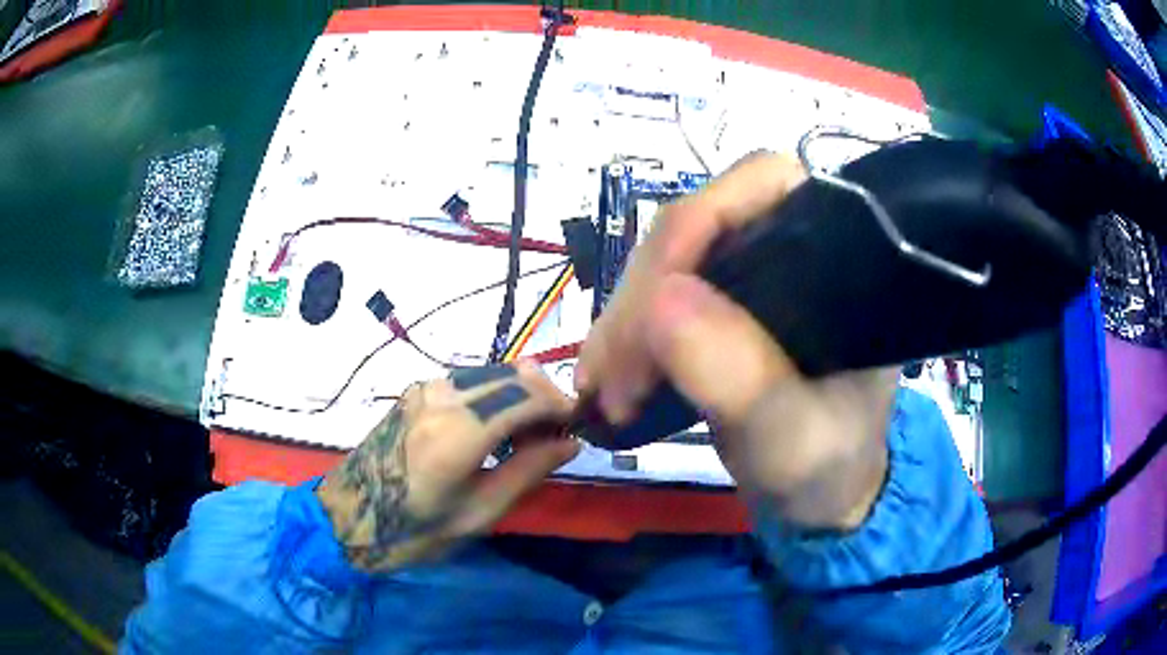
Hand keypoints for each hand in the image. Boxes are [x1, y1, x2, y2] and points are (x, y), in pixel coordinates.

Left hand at [316, 363, 578, 571]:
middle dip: (545, 397)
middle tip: (556, 434)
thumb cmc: (415, 529)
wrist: (351, 516)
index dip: (561, 405)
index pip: (527, 397)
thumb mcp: (478, 513)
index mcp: (458, 433)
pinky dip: (494, 393)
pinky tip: (496, 425)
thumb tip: (571, 443)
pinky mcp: (416, 391)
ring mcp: (425, 389)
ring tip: (528, 435)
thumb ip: (527, 471)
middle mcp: (442, 397)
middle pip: (513, 376)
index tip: (578, 425)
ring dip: (520, 394)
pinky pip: (469, 380)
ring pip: (492, 372)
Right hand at [577, 153, 897, 528]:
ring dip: (623, 321)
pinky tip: (605, 377)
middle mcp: (792, 247)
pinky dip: (623, 335)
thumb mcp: (794, 437)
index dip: (699, 224)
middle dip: (644, 294)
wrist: (819, 493)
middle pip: (697, 224)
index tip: (652, 303)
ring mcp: (750, 274)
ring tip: (602, 389)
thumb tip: (660, 301)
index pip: (762, 186)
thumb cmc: (827, 465)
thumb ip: (741, 377)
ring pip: (665, 260)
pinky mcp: (718, 306)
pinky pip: (655, 296)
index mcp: (837, 256)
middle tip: (614, 376)